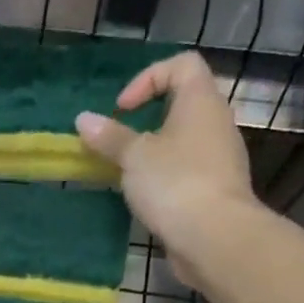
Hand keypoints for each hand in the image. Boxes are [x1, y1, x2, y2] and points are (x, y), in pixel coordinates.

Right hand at [75, 51, 261, 286]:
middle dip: (147, 118)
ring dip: (154, 150)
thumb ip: (109, 137)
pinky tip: (146, 196)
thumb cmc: (174, 183)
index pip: (182, 65)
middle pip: (183, 103)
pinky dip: (165, 175)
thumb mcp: (134, 157)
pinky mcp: (215, 188)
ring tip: (127, 171)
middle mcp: (216, 123)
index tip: (123, 109)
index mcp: (201, 102)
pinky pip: (187, 169)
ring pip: (184, 140)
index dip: (149, 78)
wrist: (215, 237)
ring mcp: (220, 157)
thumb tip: (83, 119)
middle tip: (120, 141)